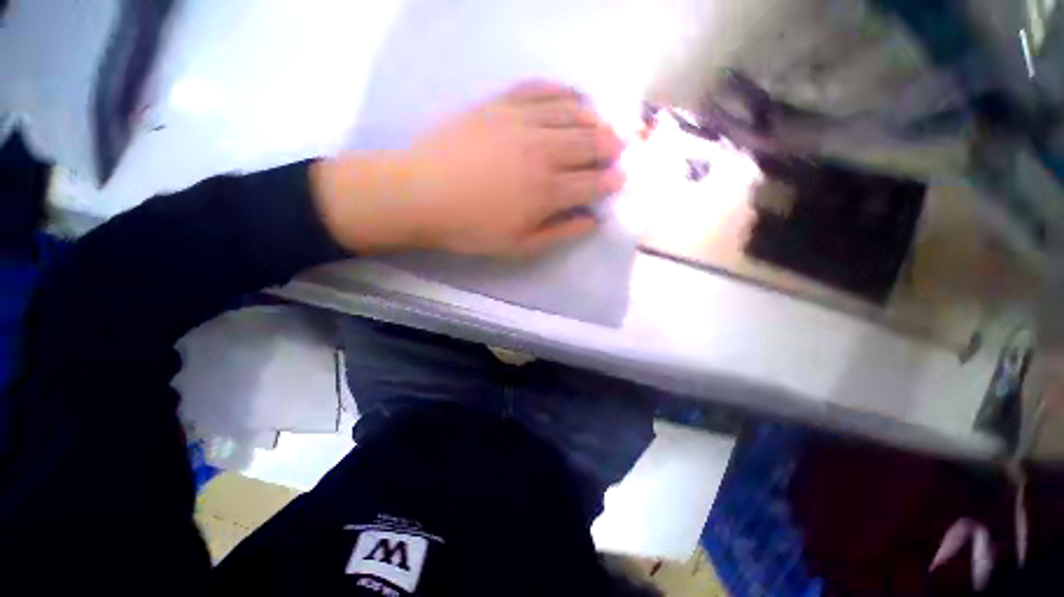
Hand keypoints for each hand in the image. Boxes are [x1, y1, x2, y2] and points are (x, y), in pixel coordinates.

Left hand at [311, 81, 624, 255]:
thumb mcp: (519, 245)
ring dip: (594, 118)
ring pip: (571, 113)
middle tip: (619, 149)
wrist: (421, 195)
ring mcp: (522, 122)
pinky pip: (540, 90)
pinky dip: (563, 91)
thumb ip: (559, 233)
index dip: (611, 181)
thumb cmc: (471, 229)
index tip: (621, 179)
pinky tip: (573, 96)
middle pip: (589, 143)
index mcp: (547, 192)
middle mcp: (543, 152)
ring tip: (604, 123)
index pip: (592, 182)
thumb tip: (591, 221)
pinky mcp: (500, 104)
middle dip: (610, 146)